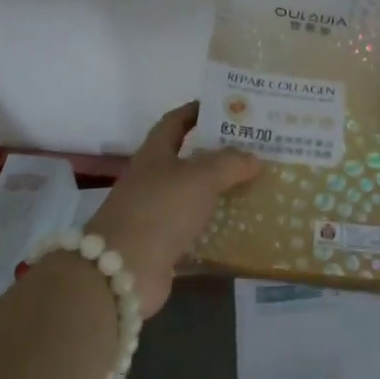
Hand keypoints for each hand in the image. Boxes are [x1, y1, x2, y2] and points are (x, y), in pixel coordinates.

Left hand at [86, 102, 259, 316]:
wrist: (123, 270)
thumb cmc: (160, 209)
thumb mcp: (199, 177)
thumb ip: (229, 164)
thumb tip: (254, 158)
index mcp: (155, 154)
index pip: (175, 122)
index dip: (196, 111)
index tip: (224, 108)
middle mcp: (153, 180)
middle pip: (188, 160)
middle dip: (218, 154)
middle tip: (254, 149)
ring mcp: (157, 214)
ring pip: (194, 196)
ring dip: (221, 192)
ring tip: (256, 186)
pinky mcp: (164, 246)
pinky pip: (196, 230)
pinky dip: (217, 228)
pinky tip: (243, 227)